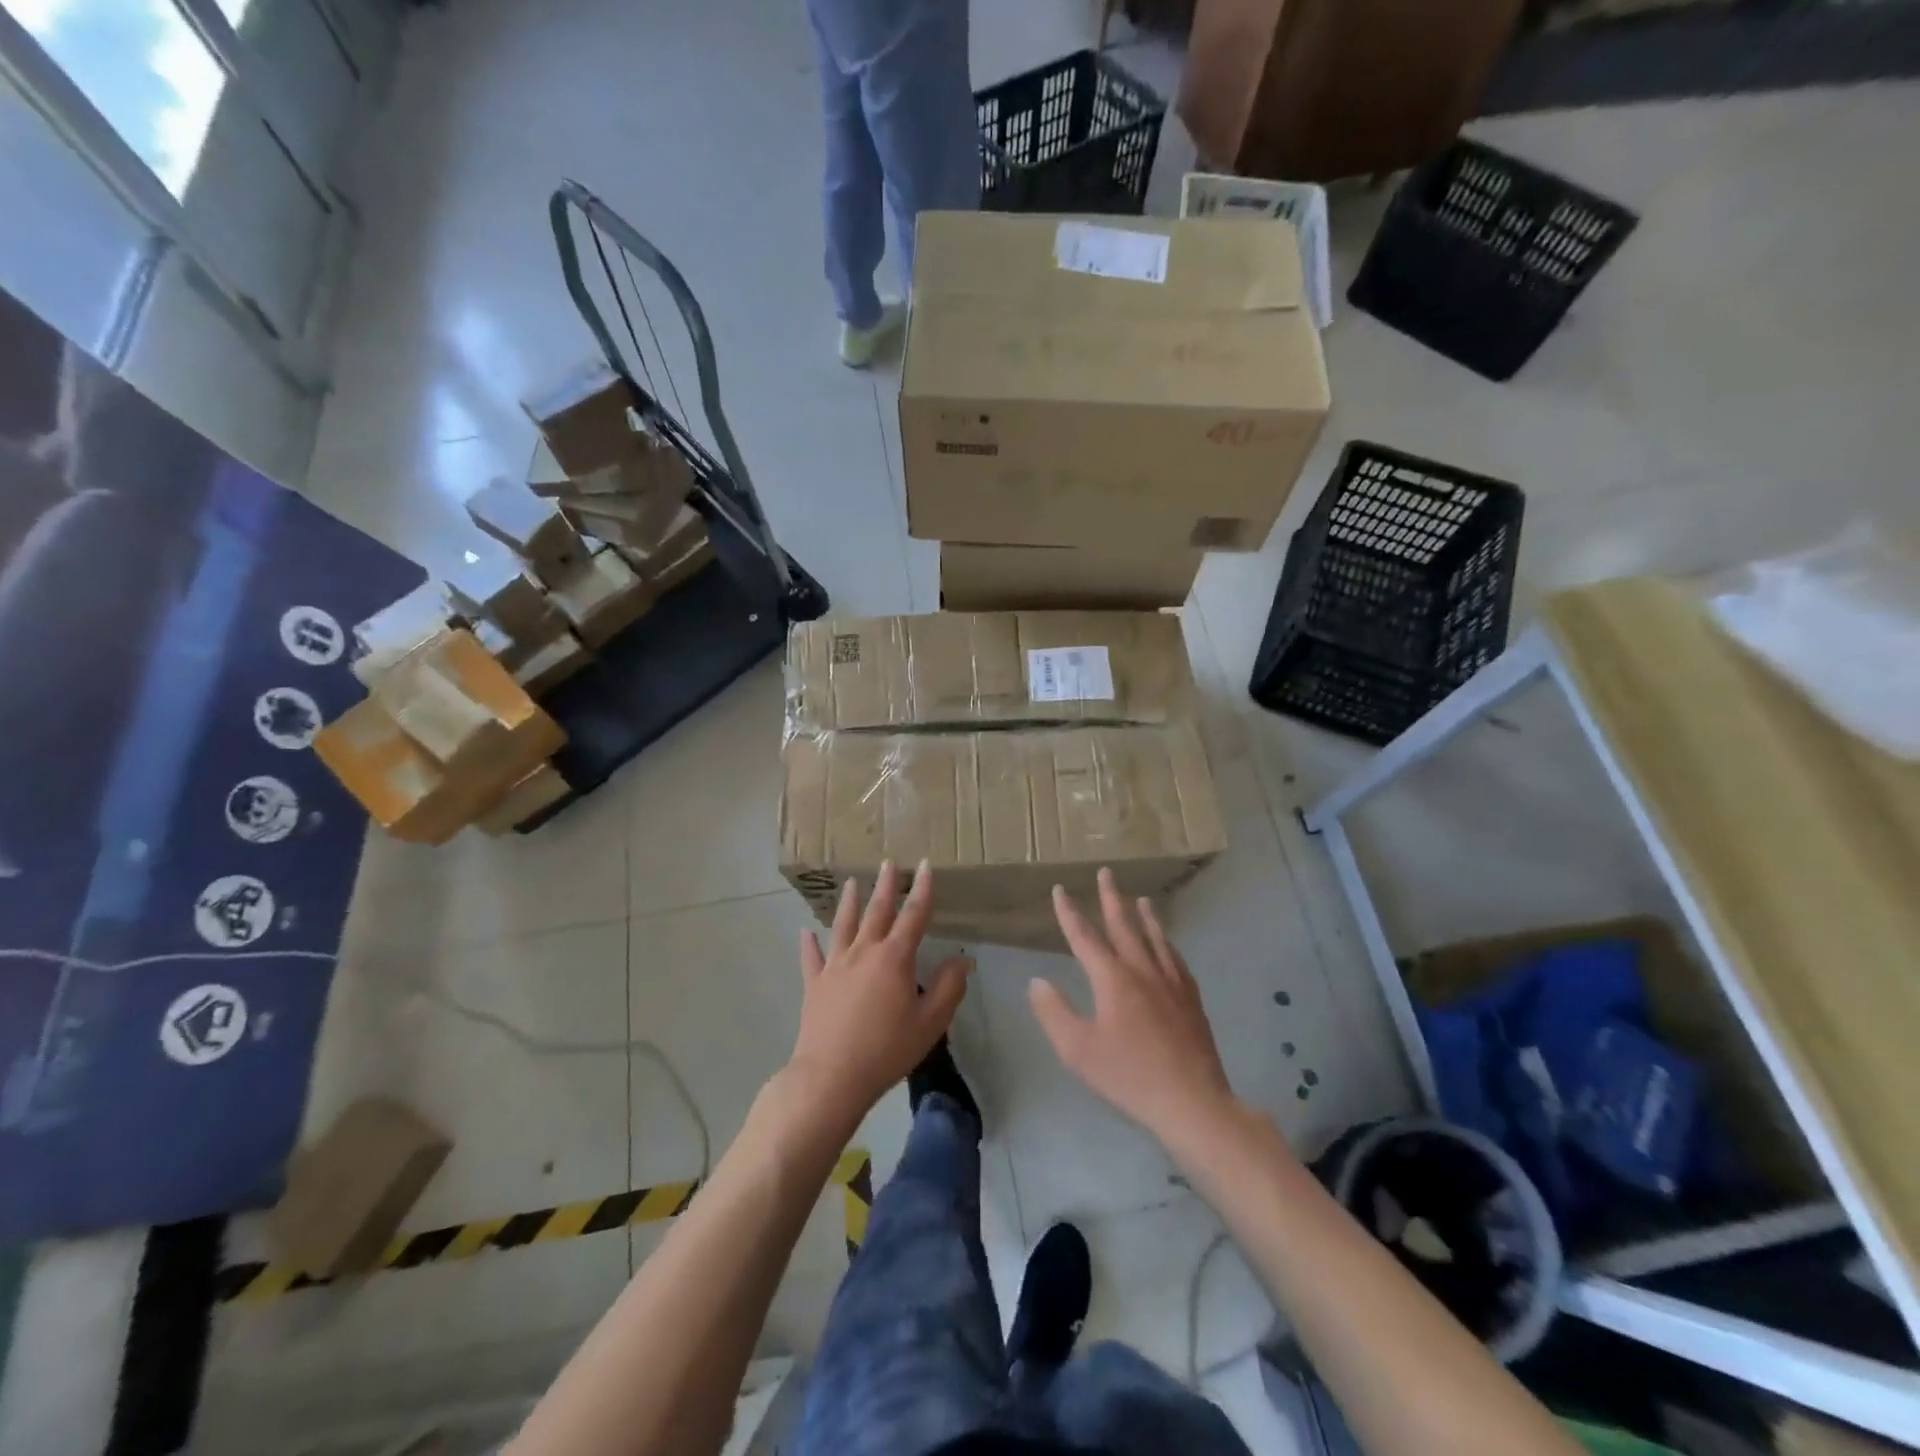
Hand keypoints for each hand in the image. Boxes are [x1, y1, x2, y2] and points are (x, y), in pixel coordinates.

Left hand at [786, 860, 969, 1126]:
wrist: (832, 1075)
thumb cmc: (887, 1049)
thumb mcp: (931, 1022)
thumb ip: (949, 988)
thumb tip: (961, 959)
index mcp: (895, 958)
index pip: (913, 915)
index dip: (922, 889)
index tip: (925, 865)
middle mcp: (864, 952)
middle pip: (877, 911)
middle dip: (885, 885)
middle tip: (889, 862)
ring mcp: (835, 966)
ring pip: (843, 926)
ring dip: (849, 903)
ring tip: (852, 883)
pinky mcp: (814, 984)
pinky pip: (811, 957)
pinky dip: (809, 943)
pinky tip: (805, 932)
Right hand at [1031, 868, 1238, 1147]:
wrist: (1191, 1101)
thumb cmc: (1129, 1076)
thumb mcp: (1078, 1050)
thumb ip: (1055, 1012)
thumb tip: (1037, 981)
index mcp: (1113, 980)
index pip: (1085, 937)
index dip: (1069, 913)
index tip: (1060, 889)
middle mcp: (1143, 971)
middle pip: (1124, 926)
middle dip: (1111, 899)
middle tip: (1106, 872)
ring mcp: (1171, 983)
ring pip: (1155, 938)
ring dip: (1144, 916)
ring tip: (1140, 898)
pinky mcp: (1191, 999)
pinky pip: (1176, 959)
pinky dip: (1167, 944)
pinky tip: (1169, 945)